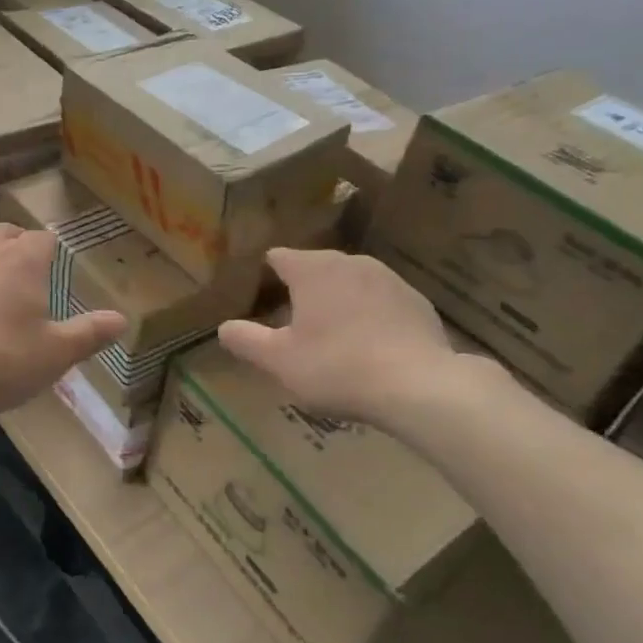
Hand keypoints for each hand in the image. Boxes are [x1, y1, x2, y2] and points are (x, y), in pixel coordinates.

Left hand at [0, 223, 127, 416]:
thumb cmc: (0, 359)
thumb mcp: (55, 354)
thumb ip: (90, 334)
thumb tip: (122, 320)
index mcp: (23, 258)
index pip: (45, 239)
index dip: (52, 253)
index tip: (54, 274)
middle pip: (4, 234)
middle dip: (16, 249)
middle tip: (22, 283)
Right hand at [218, 248, 498, 432]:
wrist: (419, 385)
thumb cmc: (338, 367)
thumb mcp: (280, 361)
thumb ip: (247, 341)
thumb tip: (223, 327)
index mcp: (312, 269)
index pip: (278, 257)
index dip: (266, 274)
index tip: (260, 296)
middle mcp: (349, 262)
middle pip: (316, 268)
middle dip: (304, 289)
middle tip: (294, 323)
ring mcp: (388, 278)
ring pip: (351, 282)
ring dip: (340, 301)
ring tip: (334, 336)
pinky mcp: (417, 300)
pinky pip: (382, 301)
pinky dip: (372, 315)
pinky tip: (373, 346)